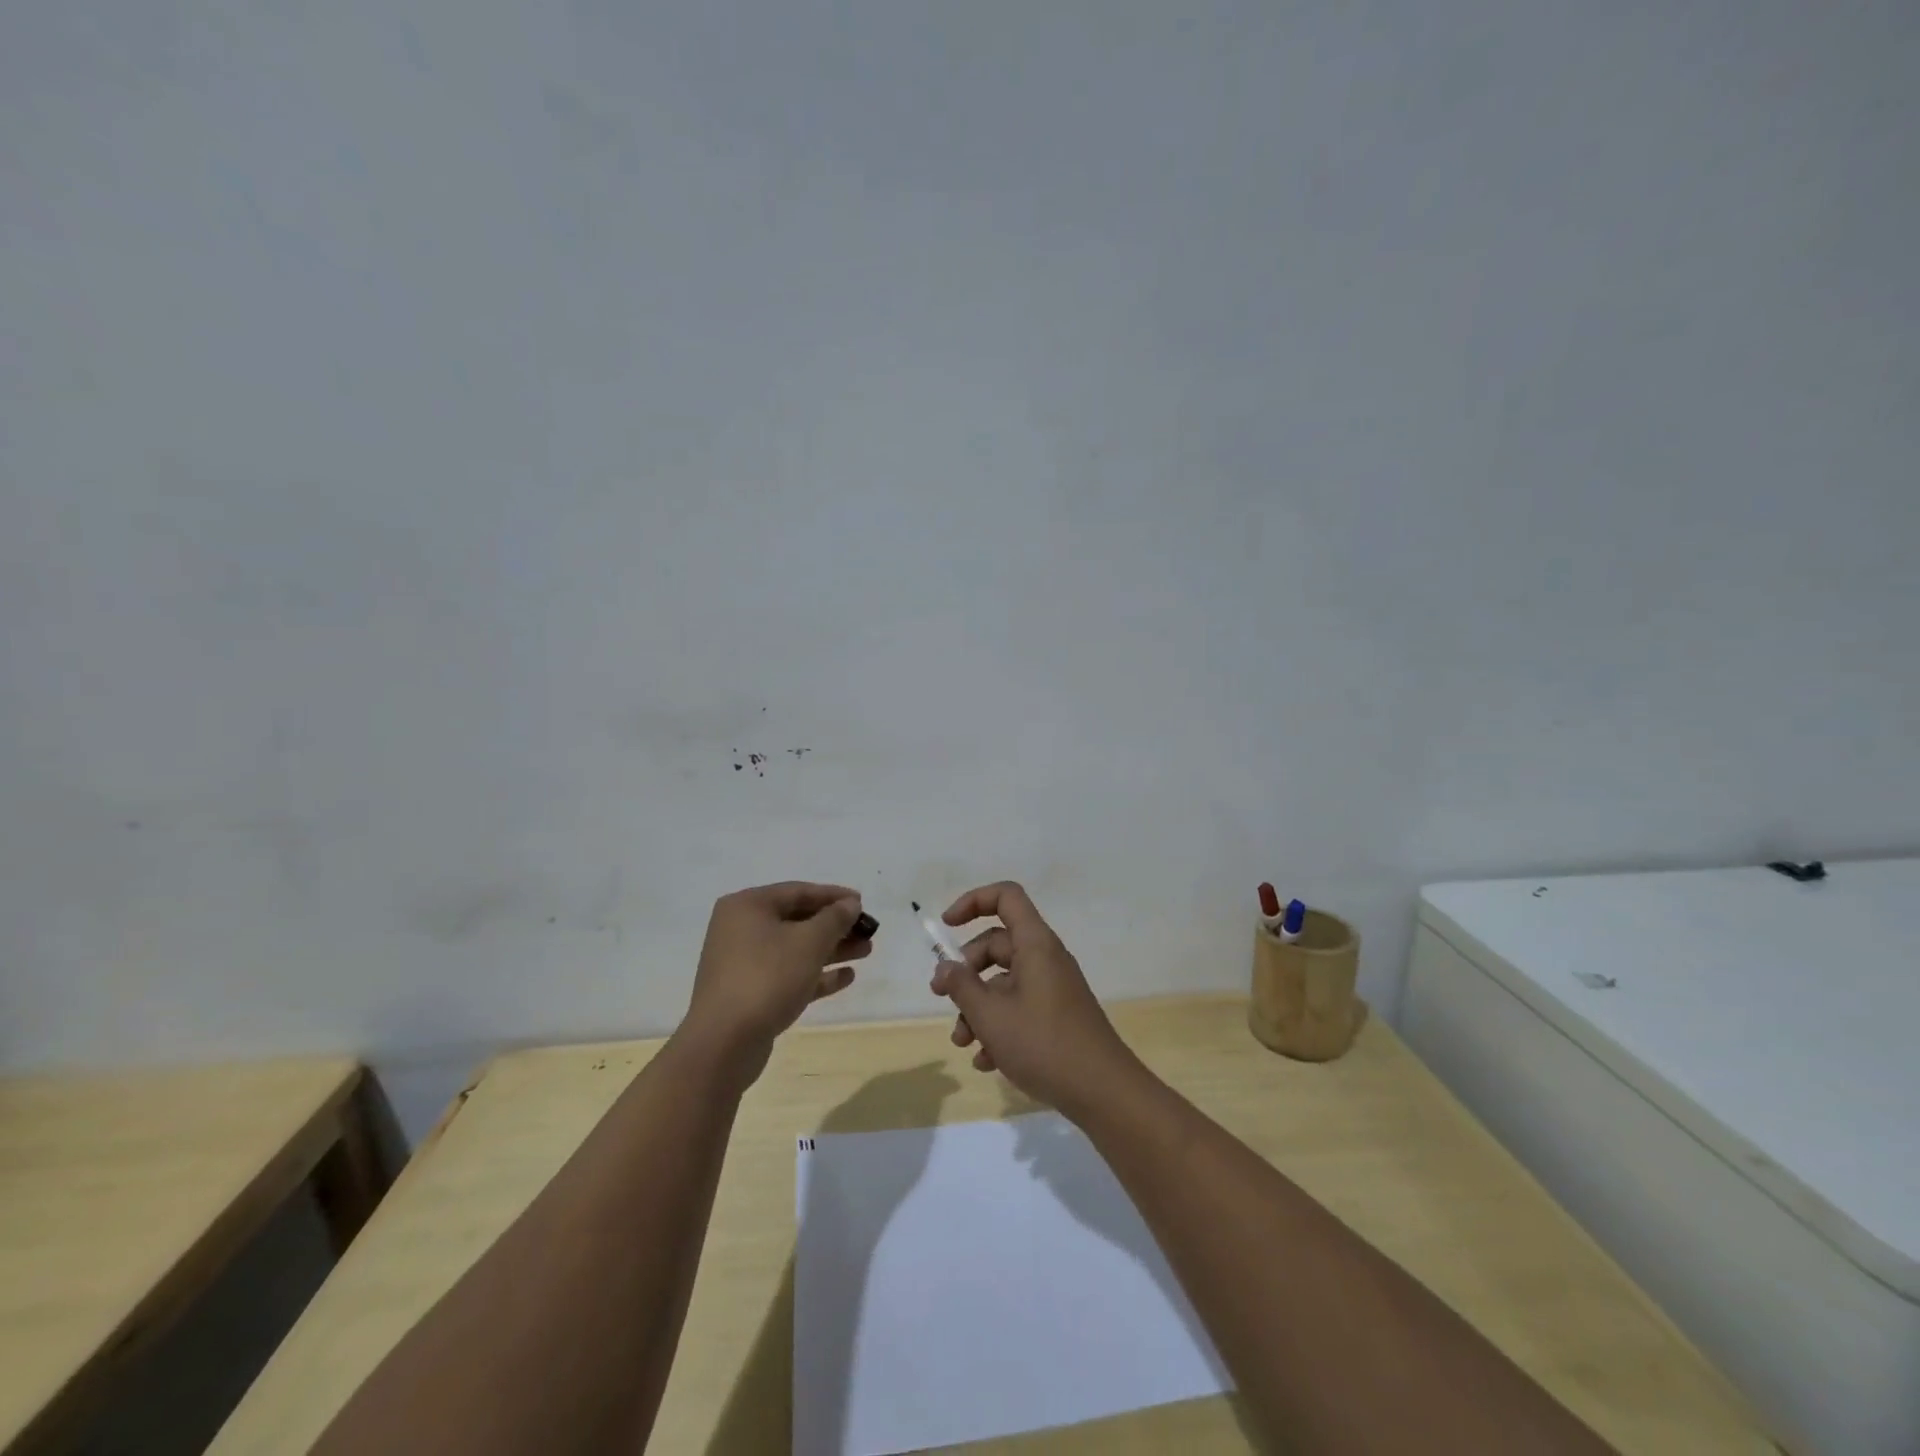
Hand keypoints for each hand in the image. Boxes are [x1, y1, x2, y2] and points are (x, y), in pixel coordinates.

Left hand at [683, 882, 870, 1088]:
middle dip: (835, 926)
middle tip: (868, 931)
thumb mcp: (809, 942)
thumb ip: (835, 918)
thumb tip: (850, 904)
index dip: (833, 896)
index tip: (863, 903)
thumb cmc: (767, 977)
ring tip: (866, 951)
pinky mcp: (750, 993)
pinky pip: (788, 974)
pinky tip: (846, 977)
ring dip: (830, 949)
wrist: (724, 1043)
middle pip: (797, 920)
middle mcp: (741, 929)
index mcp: (748, 906)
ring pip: (795, 948)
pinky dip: (816, 973)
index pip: (798, 891)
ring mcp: (743, 963)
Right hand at [930, 882, 1140, 1120]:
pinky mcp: (1057, 1017)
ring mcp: (1053, 989)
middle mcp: (1045, 959)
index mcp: (1035, 944)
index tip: (947, 926)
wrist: (1103, 1092)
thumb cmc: (1043, 1044)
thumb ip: (961, 986)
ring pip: (1004, 982)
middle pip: (998, 945)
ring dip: (977, 1007)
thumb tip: (945, 967)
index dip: (973, 902)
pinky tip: (985, 1061)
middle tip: (941, 995)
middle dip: (966, 970)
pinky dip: (998, 1027)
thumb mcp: (991, 1015)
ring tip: (962, 1042)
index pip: (1006, 897)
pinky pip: (1019, 1008)